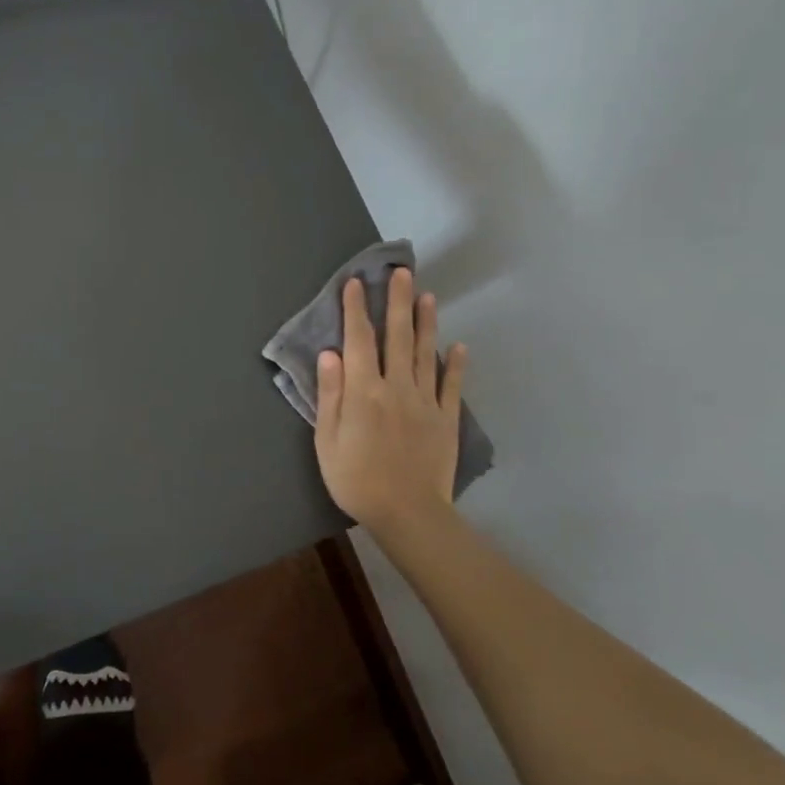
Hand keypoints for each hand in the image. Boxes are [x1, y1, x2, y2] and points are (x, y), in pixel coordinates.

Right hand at [314, 268, 467, 544]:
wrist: (407, 513)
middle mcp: (396, 386)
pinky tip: (458, 346)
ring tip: (427, 295)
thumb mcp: (326, 440)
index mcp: (363, 391)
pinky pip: (451, 385)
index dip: (356, 310)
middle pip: (397, 336)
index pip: (358, 340)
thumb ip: (330, 394)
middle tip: (401, 271)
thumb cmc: (356, 479)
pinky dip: (455, 364)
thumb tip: (329, 353)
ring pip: (426, 353)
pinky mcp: (446, 418)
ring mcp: (425, 401)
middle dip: (397, 301)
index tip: (355, 283)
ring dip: (426, 322)